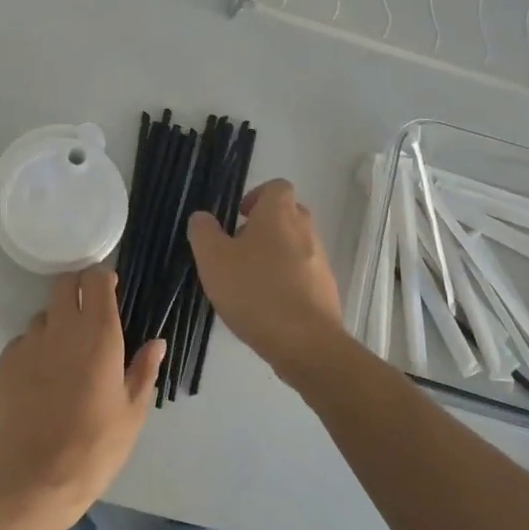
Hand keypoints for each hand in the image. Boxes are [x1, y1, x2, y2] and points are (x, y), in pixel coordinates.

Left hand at [0, 269, 165, 529]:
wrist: (33, 480)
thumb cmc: (94, 448)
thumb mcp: (132, 413)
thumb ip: (143, 371)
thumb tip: (156, 343)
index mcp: (99, 335)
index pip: (96, 281)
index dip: (103, 280)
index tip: (110, 291)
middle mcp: (62, 329)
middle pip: (64, 283)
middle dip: (77, 288)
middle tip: (87, 313)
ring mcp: (29, 343)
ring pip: (43, 315)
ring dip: (56, 323)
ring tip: (64, 356)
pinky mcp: (5, 362)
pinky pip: (23, 342)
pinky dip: (34, 350)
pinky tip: (41, 381)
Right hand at [187, 179, 343, 375]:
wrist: (305, 343)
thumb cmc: (255, 291)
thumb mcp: (213, 259)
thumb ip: (204, 232)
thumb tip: (203, 217)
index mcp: (279, 214)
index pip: (276, 186)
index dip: (256, 196)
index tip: (238, 217)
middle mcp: (305, 230)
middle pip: (287, 215)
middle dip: (264, 227)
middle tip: (238, 249)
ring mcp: (320, 261)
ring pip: (295, 245)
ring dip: (274, 255)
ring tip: (249, 282)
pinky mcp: (326, 290)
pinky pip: (303, 274)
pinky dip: (286, 281)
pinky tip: (267, 305)